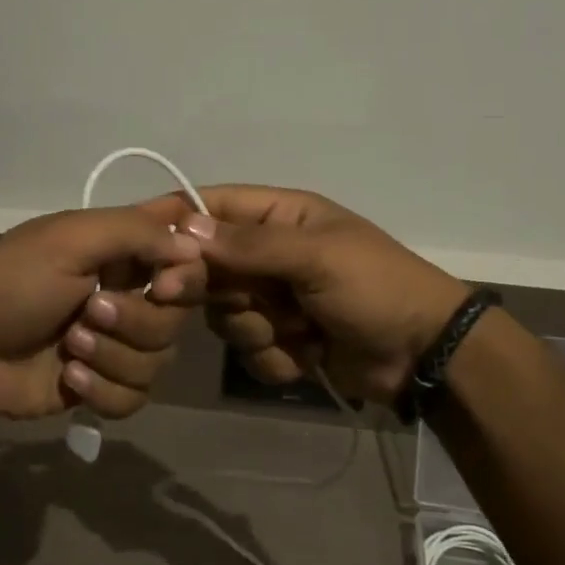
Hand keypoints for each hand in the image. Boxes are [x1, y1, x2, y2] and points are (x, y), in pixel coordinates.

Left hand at [0, 198, 205, 422]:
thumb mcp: (70, 239)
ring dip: (113, 356)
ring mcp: (116, 344)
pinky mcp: (103, 386)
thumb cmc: (11, 283)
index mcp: (121, 251)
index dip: (189, 272)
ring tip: (68, 348)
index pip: (185, 254)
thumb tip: (195, 247)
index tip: (166, 284)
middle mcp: (127, 293)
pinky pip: (137, 397)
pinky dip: (104, 390)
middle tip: (89, 313)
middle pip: (177, 315)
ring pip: (160, 360)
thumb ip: (137, 231)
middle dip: (136, 320)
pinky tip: (69, 378)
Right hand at [181, 186, 470, 406]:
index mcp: (280, 217)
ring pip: (225, 314)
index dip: (175, 220)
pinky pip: (249, 350)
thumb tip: (185, 229)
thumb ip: (250, 245)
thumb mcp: (317, 257)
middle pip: (209, 267)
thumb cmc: (375, 287)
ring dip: (256, 328)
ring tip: (298, 329)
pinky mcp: (281, 339)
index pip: (213, 207)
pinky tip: (308, 354)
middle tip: (208, 299)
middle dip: (216, 289)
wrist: (424, 354)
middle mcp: (270, 254)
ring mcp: (274, 299)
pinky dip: (275, 357)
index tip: (140, 242)